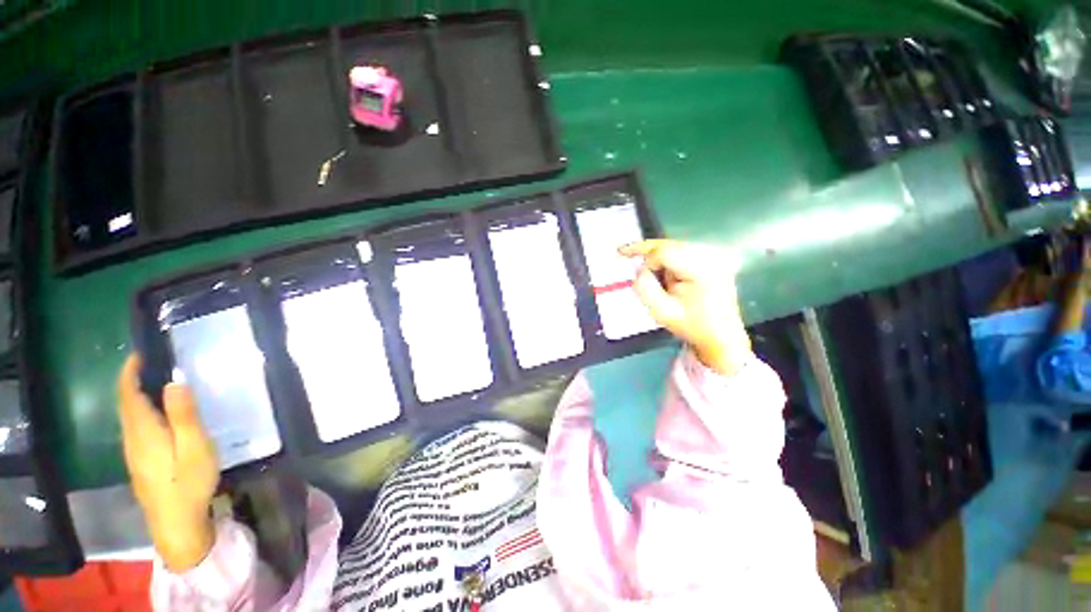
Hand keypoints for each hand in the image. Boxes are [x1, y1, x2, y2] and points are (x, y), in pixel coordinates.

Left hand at [118, 354, 218, 571]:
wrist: (176, 523)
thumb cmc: (188, 482)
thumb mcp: (194, 447)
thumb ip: (184, 415)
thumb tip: (174, 381)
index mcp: (143, 431)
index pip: (128, 395)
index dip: (130, 372)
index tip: (139, 353)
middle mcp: (133, 438)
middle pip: (126, 405)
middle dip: (133, 381)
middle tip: (154, 363)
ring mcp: (135, 453)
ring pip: (130, 417)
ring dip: (138, 397)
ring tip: (158, 383)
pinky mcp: (141, 462)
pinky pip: (136, 428)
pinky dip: (143, 412)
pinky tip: (160, 416)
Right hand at [620, 240, 751, 375]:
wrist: (721, 337)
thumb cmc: (691, 327)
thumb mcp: (662, 312)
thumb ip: (645, 288)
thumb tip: (640, 269)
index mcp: (702, 269)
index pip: (665, 252)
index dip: (646, 262)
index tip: (638, 277)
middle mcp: (711, 257)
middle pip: (669, 244)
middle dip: (647, 252)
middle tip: (622, 252)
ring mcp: (714, 257)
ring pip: (674, 246)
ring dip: (656, 256)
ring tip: (644, 268)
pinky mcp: (713, 260)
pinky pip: (682, 252)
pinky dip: (666, 259)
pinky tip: (659, 269)